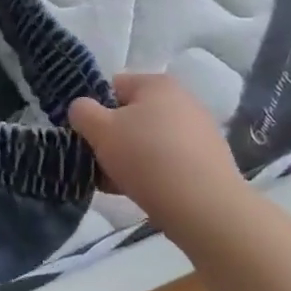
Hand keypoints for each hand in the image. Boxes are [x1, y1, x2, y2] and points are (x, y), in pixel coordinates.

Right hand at [68, 73, 251, 236]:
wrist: (204, 207)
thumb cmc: (146, 157)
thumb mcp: (100, 130)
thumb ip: (82, 112)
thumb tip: (83, 109)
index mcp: (157, 84)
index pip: (112, 87)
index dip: (94, 110)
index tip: (88, 136)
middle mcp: (182, 100)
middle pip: (131, 115)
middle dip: (112, 138)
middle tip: (98, 163)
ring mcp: (199, 131)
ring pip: (148, 141)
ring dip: (128, 158)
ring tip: (115, 183)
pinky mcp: (209, 161)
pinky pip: (168, 161)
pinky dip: (151, 173)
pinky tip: (139, 192)